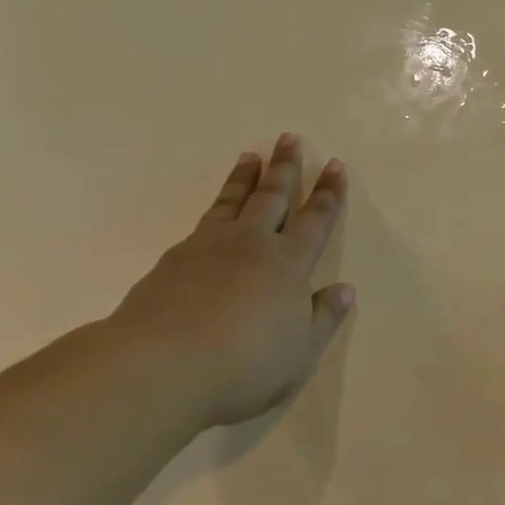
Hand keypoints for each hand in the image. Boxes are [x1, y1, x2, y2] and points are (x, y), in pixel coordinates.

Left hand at [110, 134, 353, 427]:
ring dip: (245, 178)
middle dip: (285, 167)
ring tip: (250, 156)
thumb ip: (323, 318)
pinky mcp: (174, 260)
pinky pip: (203, 223)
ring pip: (234, 201)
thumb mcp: (299, 353)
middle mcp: (253, 244)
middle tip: (289, 138)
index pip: (316, 219)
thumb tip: (343, 289)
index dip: (328, 193)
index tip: (335, 165)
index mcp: (290, 263)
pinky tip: (213, 215)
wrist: (161, 366)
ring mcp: (210, 247)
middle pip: (274, 196)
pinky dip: (215, 209)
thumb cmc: (244, 364)